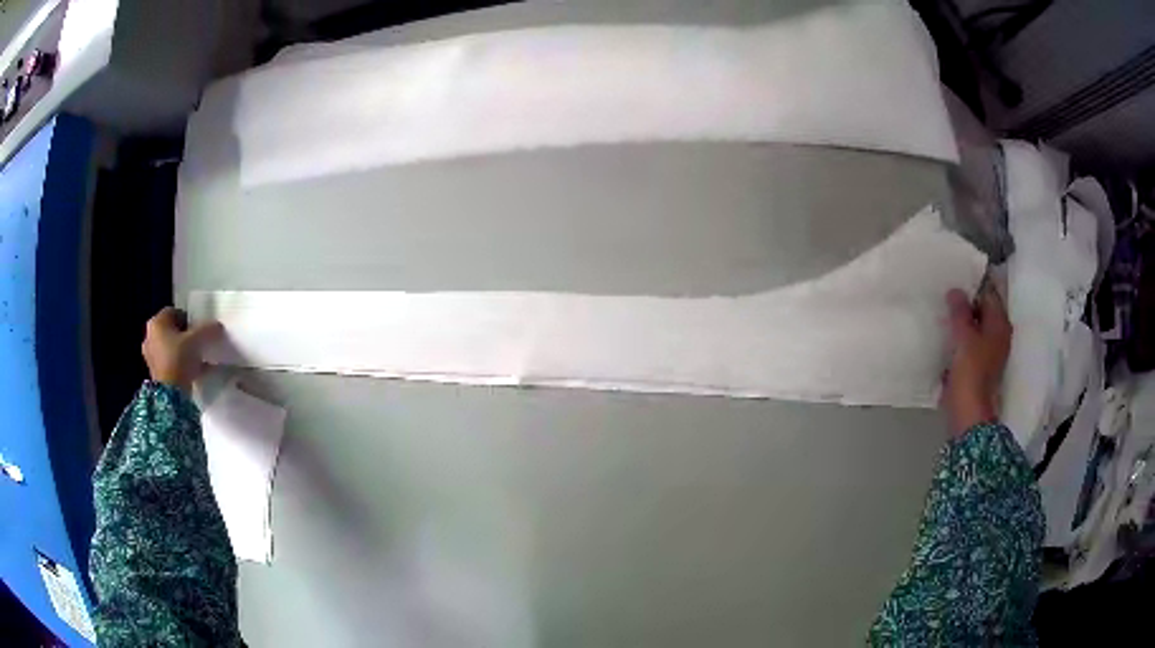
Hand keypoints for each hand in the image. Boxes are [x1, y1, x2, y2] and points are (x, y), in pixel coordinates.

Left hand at [142, 307, 223, 392]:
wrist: (171, 395)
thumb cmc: (179, 359)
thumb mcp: (197, 340)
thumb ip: (208, 329)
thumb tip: (218, 325)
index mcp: (157, 322)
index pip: (174, 312)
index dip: (189, 318)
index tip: (200, 329)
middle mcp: (150, 336)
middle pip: (172, 331)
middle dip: (186, 336)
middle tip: (199, 343)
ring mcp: (151, 356)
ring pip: (172, 348)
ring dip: (184, 351)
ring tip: (199, 358)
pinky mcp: (157, 373)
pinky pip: (172, 363)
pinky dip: (182, 365)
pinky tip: (196, 371)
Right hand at [942, 285, 1011, 437]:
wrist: (968, 415)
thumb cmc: (971, 372)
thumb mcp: (964, 337)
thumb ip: (960, 312)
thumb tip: (955, 290)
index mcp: (999, 325)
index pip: (989, 293)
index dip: (974, 284)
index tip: (955, 276)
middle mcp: (998, 336)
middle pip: (983, 311)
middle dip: (967, 304)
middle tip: (945, 293)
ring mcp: (989, 354)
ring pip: (975, 329)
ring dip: (962, 322)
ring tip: (943, 313)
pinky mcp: (978, 369)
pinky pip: (969, 345)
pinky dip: (959, 340)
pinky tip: (945, 338)